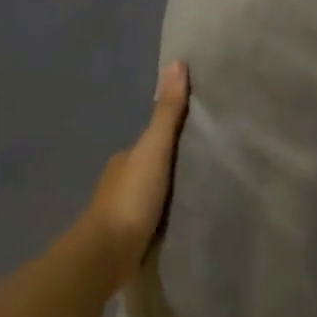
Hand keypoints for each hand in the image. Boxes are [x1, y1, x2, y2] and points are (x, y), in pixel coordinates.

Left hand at [82, 60, 190, 282]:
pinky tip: (182, 217)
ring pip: (151, 191)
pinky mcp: (128, 236)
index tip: (202, 133)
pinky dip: (164, 212)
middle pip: (152, 165)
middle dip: (173, 164)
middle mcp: (120, 180)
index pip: (153, 139)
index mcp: (125, 158)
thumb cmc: (132, 197)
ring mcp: (122, 210)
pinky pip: (152, 215)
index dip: (173, 134)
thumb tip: (176, 64)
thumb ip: (167, 112)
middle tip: (209, 163)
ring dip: (169, 190)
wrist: (107, 253)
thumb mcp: (155, 149)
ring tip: (201, 191)